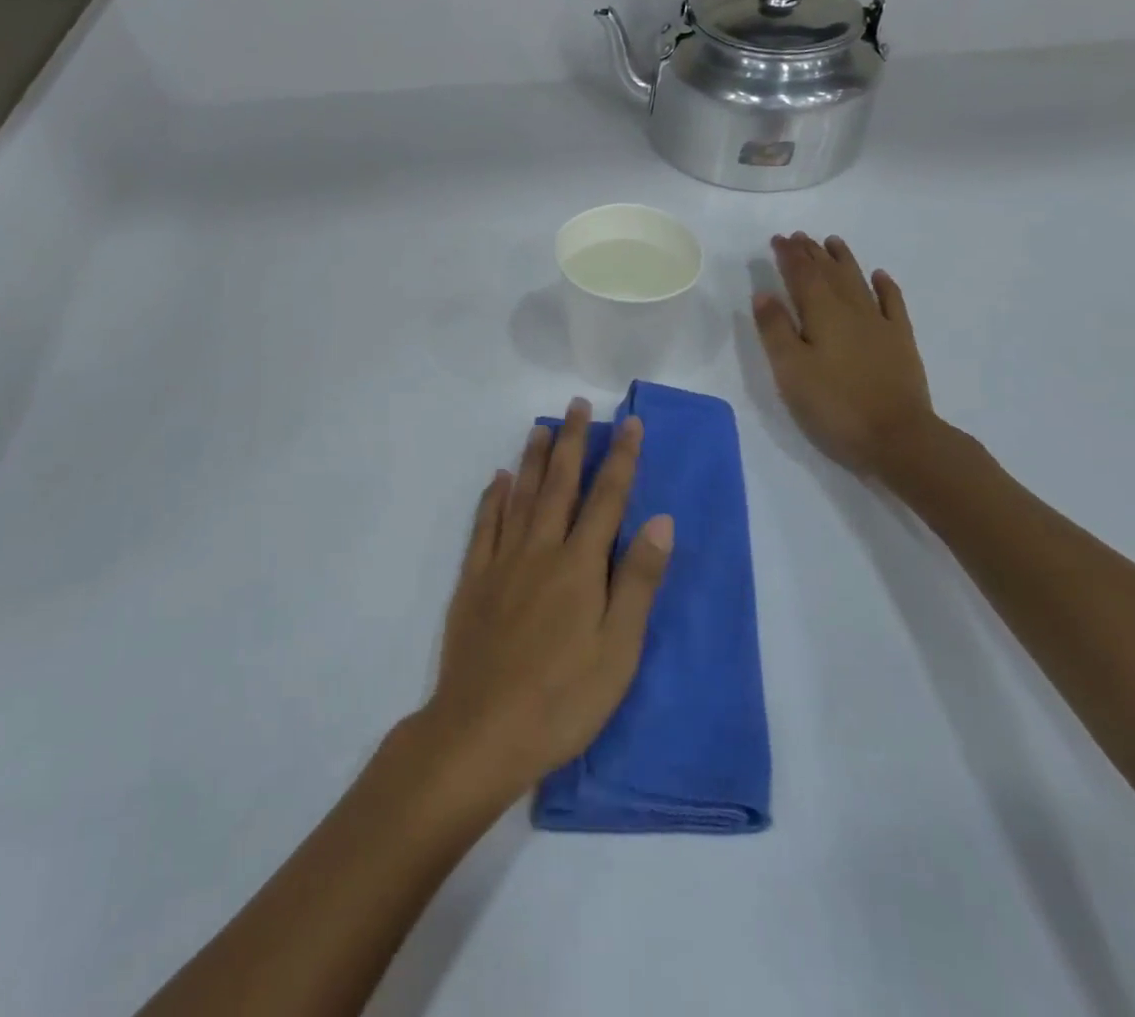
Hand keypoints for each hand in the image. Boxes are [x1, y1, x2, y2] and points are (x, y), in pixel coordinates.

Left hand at [418, 400, 673, 807]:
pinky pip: (485, 525)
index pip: (606, 498)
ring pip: (519, 496)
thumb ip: (638, 581)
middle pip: (559, 485)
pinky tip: (497, 479)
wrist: (483, 729)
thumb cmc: (563, 699)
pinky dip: (492, 497)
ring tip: (540, 427)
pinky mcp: (474, 579)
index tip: (629, 422)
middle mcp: (540, 550)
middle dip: (571, 442)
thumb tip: (660, 520)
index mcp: (580, 566)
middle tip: (576, 405)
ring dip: (531, 458)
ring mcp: (502, 561)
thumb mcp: (618, 650)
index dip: (620, 458)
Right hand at [752, 232, 938, 478]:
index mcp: (822, 314)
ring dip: (844, 260)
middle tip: (799, 236)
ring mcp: (880, 324)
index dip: (789, 255)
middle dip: (812, 253)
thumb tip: (764, 294)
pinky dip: (884, 286)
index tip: (778, 239)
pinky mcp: (900, 342)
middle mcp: (852, 310)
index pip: (802, 275)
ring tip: (832, 242)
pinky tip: (879, 276)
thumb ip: (775, 330)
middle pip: (830, 273)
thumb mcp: (790, 370)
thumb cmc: (834, 404)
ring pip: (858, 282)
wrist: (898, 437)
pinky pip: (892, 304)